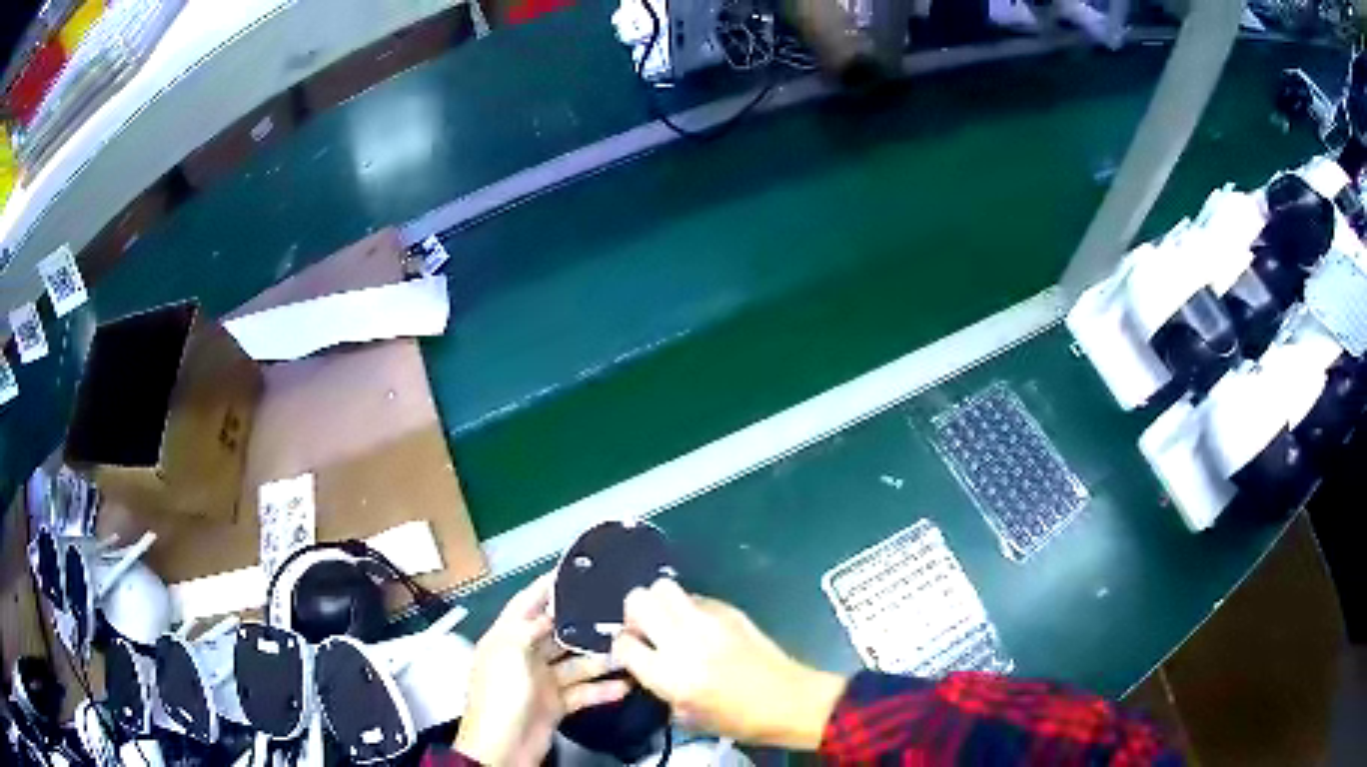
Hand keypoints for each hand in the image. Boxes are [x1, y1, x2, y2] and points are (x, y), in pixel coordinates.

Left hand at [456, 574, 629, 765]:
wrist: (502, 748)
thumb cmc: (499, 696)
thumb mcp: (509, 652)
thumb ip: (530, 627)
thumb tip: (552, 612)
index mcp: (506, 638)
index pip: (526, 603)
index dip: (546, 586)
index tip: (573, 570)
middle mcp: (524, 655)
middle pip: (557, 632)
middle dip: (583, 623)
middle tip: (616, 611)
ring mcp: (541, 681)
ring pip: (575, 662)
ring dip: (600, 658)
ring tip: (629, 650)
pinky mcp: (556, 704)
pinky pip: (583, 691)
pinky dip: (602, 689)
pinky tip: (624, 685)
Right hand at [610, 579, 845, 749]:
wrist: (789, 700)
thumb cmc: (738, 719)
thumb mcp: (686, 716)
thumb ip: (658, 687)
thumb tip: (645, 666)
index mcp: (669, 674)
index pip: (623, 643)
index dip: (622, 648)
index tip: (631, 656)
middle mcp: (683, 640)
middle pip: (638, 599)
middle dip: (634, 614)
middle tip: (646, 632)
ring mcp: (708, 620)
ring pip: (664, 587)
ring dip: (658, 604)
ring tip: (669, 625)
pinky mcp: (731, 610)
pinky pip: (696, 597)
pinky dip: (688, 608)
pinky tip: (700, 628)